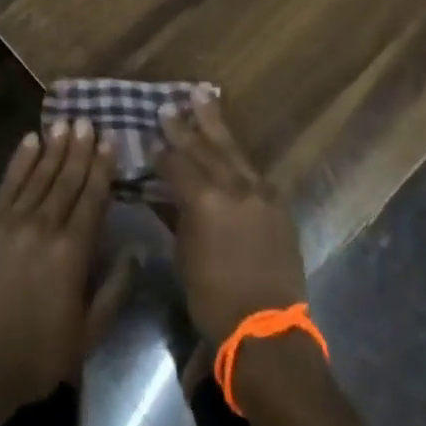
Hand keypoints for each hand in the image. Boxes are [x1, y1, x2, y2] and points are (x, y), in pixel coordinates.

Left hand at [0, 119, 113, 413]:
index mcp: (72, 252)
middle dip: (79, 149)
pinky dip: (20, 160)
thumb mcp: (87, 335)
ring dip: (54, 148)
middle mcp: (44, 226)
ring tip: (65, 123)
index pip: (92, 199)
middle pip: (66, 180)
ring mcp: (11, 222)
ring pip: (38, 175)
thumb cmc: (35, 356)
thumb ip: (114, 290)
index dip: (102, 168)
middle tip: (88, 120)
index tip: (109, 140)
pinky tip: (30, 141)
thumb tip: (136, 251)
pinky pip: (7, 184)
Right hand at [158, 86, 307, 343]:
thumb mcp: (184, 255)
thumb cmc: (213, 298)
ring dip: (215, 125)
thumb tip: (161, 193)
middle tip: (170, 105)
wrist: (267, 328)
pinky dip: (236, 156)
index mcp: (205, 200)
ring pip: (232, 150)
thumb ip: (174, 216)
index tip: (148, 137)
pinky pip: (252, 170)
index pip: (177, 164)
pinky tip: (229, 146)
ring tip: (203, 97)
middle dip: (186, 125)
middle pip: (205, 147)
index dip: (160, 151)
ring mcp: (260, 192)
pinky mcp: (277, 204)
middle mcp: (234, 187)